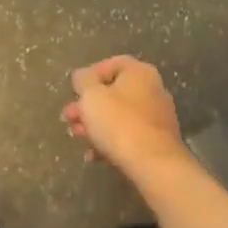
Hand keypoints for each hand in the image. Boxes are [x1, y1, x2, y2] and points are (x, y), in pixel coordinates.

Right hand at [61, 57, 188, 173]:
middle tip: (69, 117)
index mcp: (140, 72)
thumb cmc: (118, 122)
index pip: (112, 64)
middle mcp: (153, 89)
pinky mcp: (158, 140)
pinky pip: (129, 135)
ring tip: (78, 137)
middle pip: (114, 92)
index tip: (74, 91)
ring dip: (96, 124)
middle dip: (88, 105)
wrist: (153, 163)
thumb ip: (82, 81)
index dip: (89, 75)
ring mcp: (158, 116)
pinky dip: (110, 141)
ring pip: (120, 115)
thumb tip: (82, 76)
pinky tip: (94, 155)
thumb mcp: (91, 96)